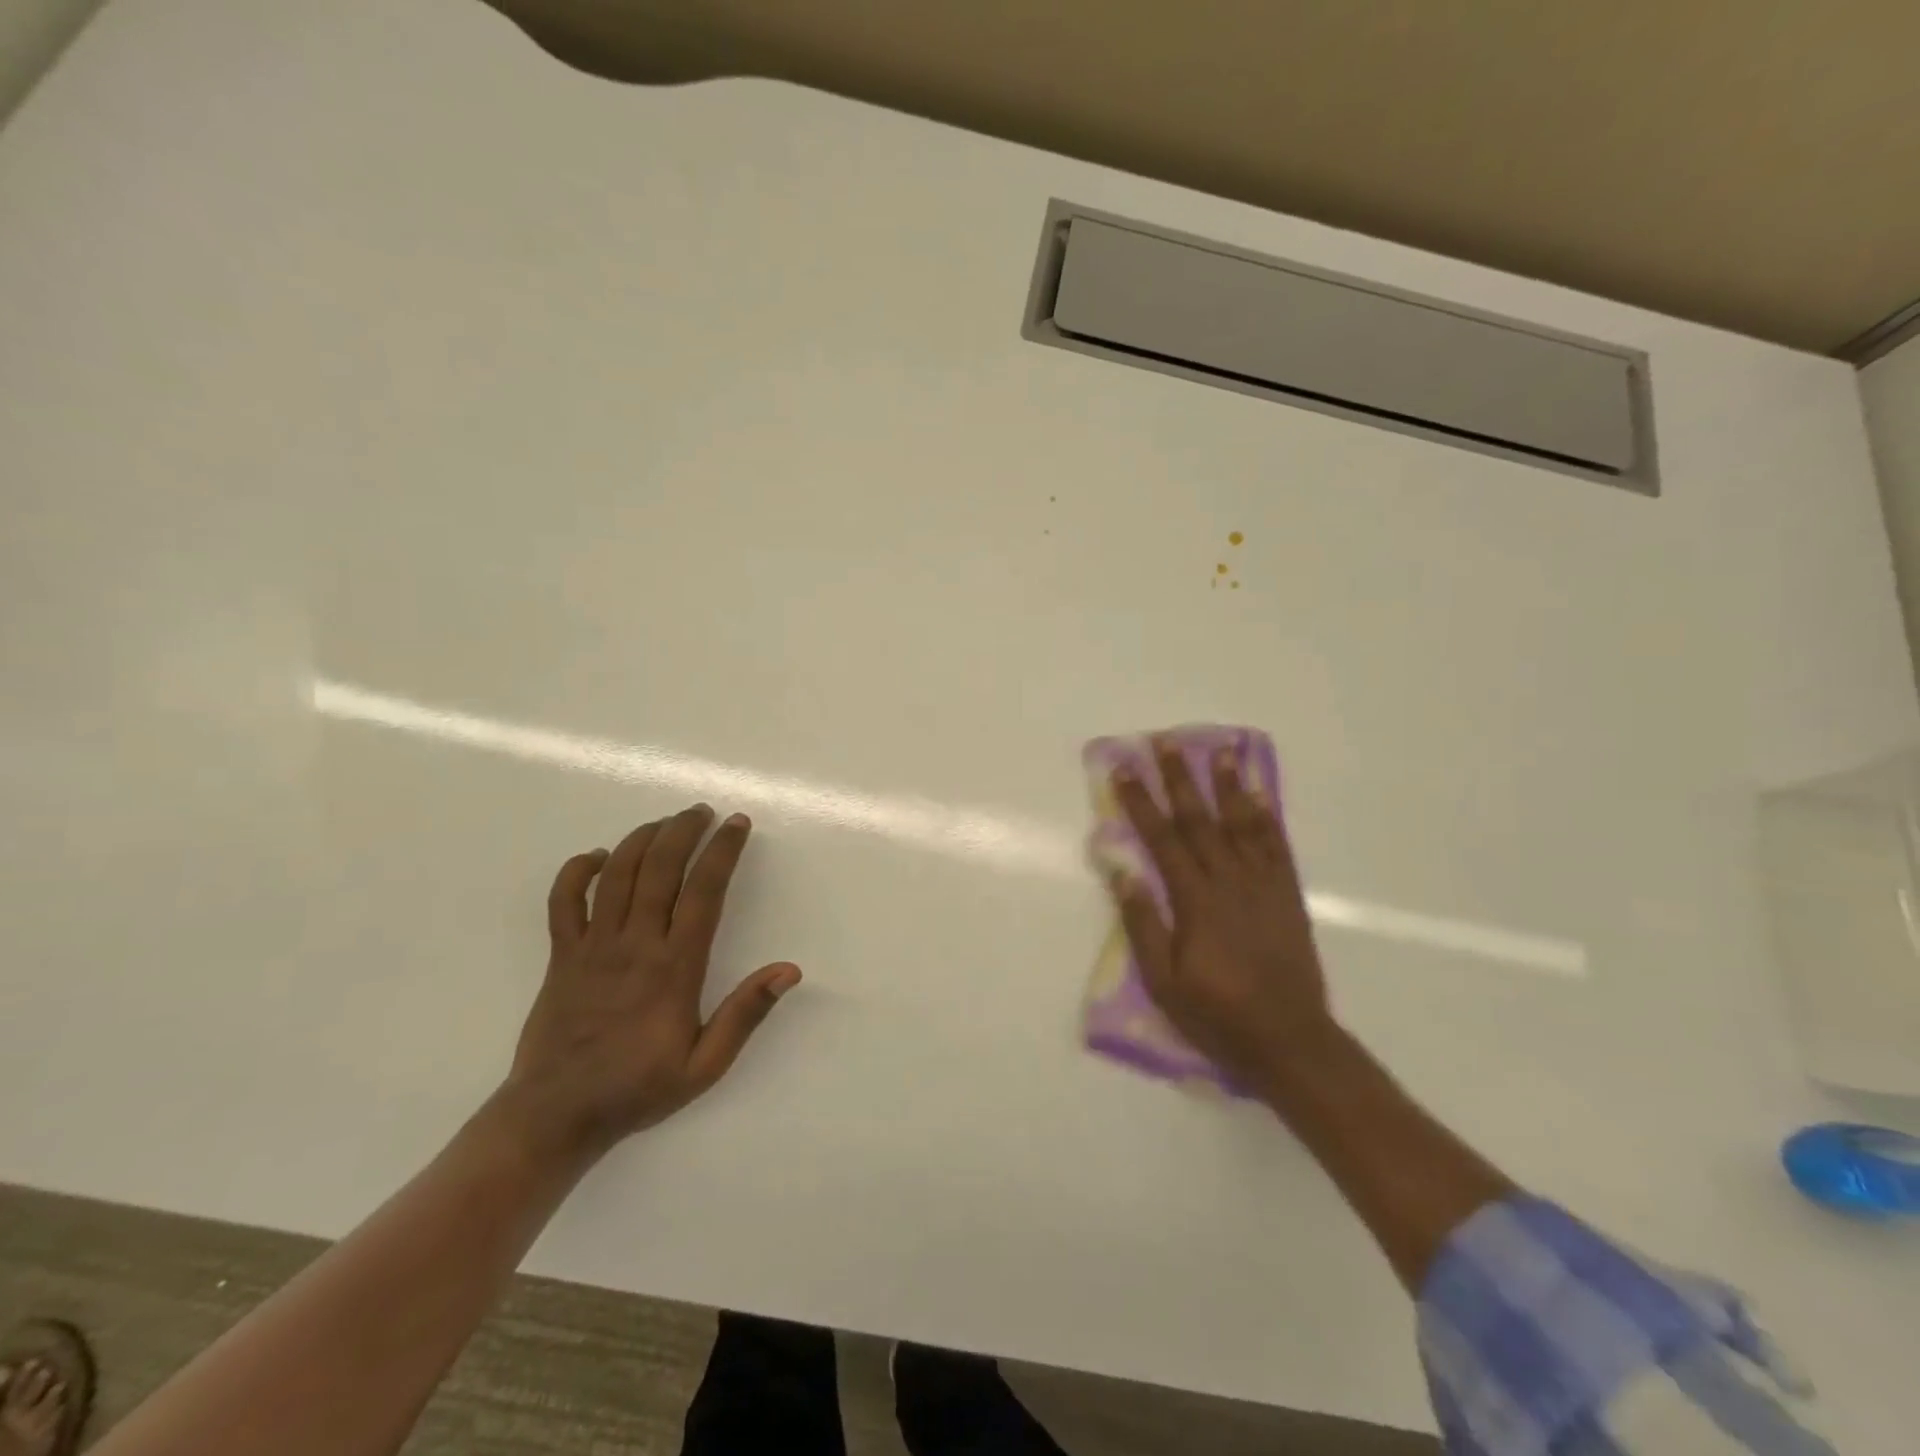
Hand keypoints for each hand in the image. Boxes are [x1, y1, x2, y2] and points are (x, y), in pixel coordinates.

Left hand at [505, 804, 800, 1161]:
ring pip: (618, 873)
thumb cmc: (637, 1088)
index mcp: (674, 967)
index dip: (723, 851)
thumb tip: (789, 970)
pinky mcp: (560, 955)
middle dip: (684, 830)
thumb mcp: (705, 1065)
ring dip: (643, 838)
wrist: (555, 1116)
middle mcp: (634, 944)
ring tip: (666, 822)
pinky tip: (600, 857)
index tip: (737, 823)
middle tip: (703, 811)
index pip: (704, 891)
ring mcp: (592, 946)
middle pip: (660, 868)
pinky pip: (564, 900)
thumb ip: (745, 1014)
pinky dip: (579, 871)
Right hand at [1106, 739, 1336, 1090]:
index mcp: (1195, 901)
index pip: (1161, 839)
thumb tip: (1122, 871)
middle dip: (1181, 778)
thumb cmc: (1217, 1014)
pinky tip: (1260, 795)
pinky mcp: (1287, 896)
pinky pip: (1277, 847)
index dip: (1140, 802)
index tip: (1125, 770)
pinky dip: (1267, 817)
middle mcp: (1229, 882)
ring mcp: (1263, 886)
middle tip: (1167, 742)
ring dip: (1228, 785)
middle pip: (1199, 820)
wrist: (1290, 1041)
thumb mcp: (1164, 982)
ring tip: (1221, 749)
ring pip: (1242, 824)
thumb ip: (1143, 924)